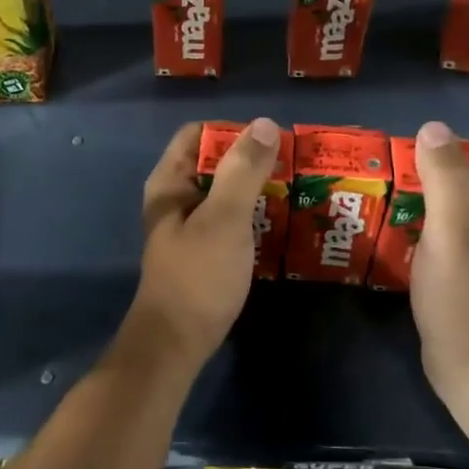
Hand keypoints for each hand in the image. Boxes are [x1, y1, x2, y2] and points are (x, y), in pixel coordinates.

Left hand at [124, 118, 281, 372]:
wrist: (176, 344)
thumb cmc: (198, 275)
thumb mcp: (224, 218)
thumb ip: (243, 171)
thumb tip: (266, 124)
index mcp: (170, 181)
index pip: (198, 134)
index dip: (233, 131)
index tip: (271, 141)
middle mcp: (176, 197)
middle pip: (214, 161)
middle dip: (252, 160)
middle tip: (295, 165)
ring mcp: (190, 225)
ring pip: (226, 191)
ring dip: (257, 188)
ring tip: (297, 190)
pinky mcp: (204, 250)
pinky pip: (231, 218)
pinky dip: (254, 214)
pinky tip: (282, 221)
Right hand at [408, 120, 468, 416]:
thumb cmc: (467, 302)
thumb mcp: (452, 235)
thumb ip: (446, 181)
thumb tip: (434, 128)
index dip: (453, 147)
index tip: (411, 150)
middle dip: (431, 173)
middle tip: (388, 173)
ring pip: (455, 212)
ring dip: (423, 201)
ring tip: (383, 198)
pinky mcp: (468, 278)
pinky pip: (445, 239)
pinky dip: (422, 229)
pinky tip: (393, 234)